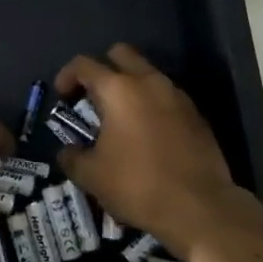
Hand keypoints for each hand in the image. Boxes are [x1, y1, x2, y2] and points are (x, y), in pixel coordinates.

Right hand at [53, 44, 251, 258]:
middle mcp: (148, 82)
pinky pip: (166, 96)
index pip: (84, 64)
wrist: (200, 207)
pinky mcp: (196, 114)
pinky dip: (152, 104)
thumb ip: (72, 157)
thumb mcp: (91, 176)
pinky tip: (147, 133)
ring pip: (148, 73)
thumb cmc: (137, 185)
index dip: (67, 75)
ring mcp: (176, 96)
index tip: (62, 97)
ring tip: (120, 117)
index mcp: (118, 90)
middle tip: (93, 97)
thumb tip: (66, 151)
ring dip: (130, 86)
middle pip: (121, 54)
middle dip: (103, 68)